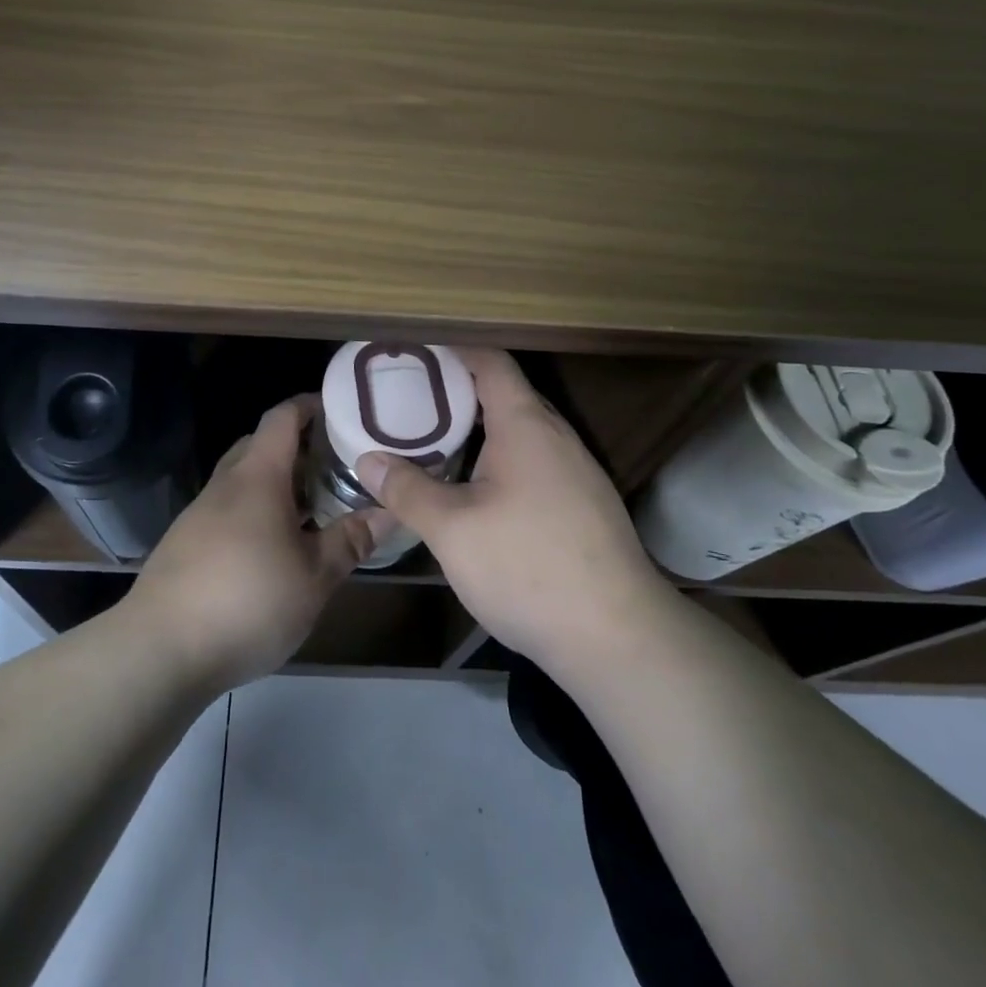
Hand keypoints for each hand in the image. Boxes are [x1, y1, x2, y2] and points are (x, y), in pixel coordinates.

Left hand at [128, 395, 382, 692]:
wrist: (159, 651)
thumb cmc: (248, 602)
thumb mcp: (314, 576)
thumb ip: (351, 539)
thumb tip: (390, 511)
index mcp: (257, 476)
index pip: (282, 417)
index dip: (310, 405)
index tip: (342, 411)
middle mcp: (225, 484)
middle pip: (260, 444)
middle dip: (298, 447)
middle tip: (337, 464)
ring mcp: (200, 513)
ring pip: (243, 480)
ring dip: (277, 483)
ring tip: (313, 506)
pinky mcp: (186, 543)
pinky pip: (228, 509)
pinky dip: (256, 511)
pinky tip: (274, 546)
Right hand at [356, 348, 665, 678]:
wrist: (617, 637)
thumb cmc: (528, 567)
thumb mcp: (452, 530)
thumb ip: (408, 490)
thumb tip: (368, 460)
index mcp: (526, 424)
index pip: (491, 361)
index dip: (453, 349)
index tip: (414, 353)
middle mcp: (556, 437)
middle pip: (505, 394)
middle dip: (459, 392)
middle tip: (411, 400)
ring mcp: (576, 472)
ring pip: (521, 433)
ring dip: (480, 431)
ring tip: (435, 442)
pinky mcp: (584, 506)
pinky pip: (535, 463)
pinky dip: (500, 460)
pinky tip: (476, 492)